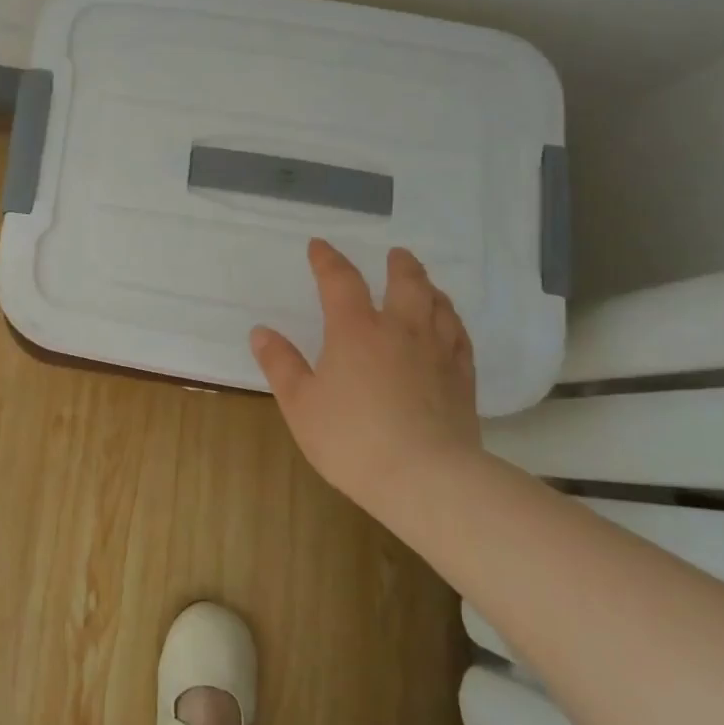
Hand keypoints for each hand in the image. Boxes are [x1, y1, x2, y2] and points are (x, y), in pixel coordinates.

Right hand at [250, 240, 478, 502]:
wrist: (425, 478)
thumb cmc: (351, 438)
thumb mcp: (300, 403)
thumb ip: (280, 363)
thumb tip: (261, 331)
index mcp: (356, 330)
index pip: (340, 281)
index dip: (328, 260)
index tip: (319, 246)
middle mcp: (400, 330)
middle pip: (406, 283)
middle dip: (399, 264)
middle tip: (395, 254)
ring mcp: (437, 353)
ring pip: (439, 306)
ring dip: (429, 287)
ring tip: (425, 284)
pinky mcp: (462, 379)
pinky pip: (460, 337)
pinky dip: (452, 322)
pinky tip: (450, 326)